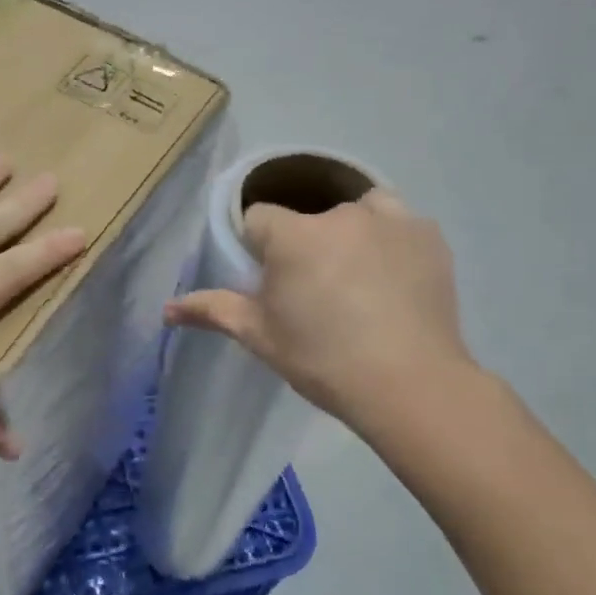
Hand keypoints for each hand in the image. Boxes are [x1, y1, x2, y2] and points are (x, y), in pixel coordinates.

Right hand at [164, 188, 471, 424]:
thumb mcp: (259, 336)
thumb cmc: (321, 359)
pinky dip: (390, 239)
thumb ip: (212, 311)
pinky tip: (391, 277)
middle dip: (304, 244)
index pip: (258, 219)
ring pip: (356, 211)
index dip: (258, 248)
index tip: (270, 281)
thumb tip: (166, 309)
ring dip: (350, 232)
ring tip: (356, 276)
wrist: (409, 384)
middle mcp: (339, 214)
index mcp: (292, 235)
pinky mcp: (429, 234)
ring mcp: (390, 220)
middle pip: (308, 217)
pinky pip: (398, 222)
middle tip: (315, 291)